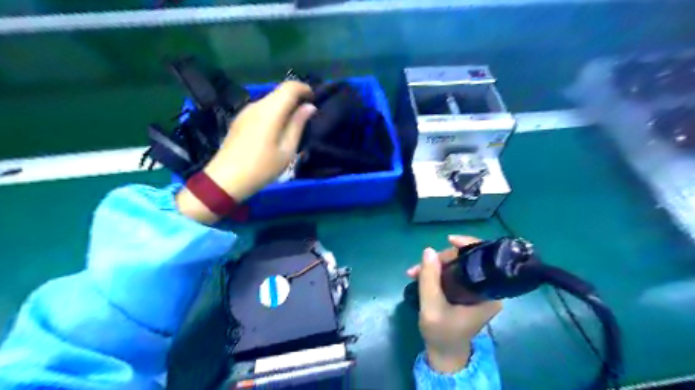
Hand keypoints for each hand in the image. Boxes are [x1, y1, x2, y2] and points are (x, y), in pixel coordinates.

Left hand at [175, 80, 315, 224]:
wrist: (226, 179)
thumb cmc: (262, 167)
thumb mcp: (287, 150)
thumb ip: (298, 125)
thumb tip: (309, 107)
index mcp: (270, 111)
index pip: (290, 87)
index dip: (304, 89)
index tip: (314, 99)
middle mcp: (256, 105)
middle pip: (279, 92)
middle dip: (295, 98)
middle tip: (306, 115)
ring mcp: (245, 111)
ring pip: (270, 100)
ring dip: (284, 106)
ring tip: (293, 124)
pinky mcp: (239, 119)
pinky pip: (261, 109)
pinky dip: (273, 112)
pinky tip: (275, 129)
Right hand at [408, 235, 498, 374]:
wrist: (445, 353)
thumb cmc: (441, 333)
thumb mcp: (431, 307)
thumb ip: (429, 279)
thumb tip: (428, 250)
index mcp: (489, 295)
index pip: (484, 260)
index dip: (467, 245)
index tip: (448, 239)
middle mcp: (488, 290)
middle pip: (467, 260)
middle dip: (441, 259)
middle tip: (418, 267)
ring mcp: (478, 291)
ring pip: (458, 265)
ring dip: (435, 265)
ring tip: (414, 273)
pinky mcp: (469, 293)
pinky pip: (454, 273)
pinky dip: (437, 272)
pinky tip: (421, 275)